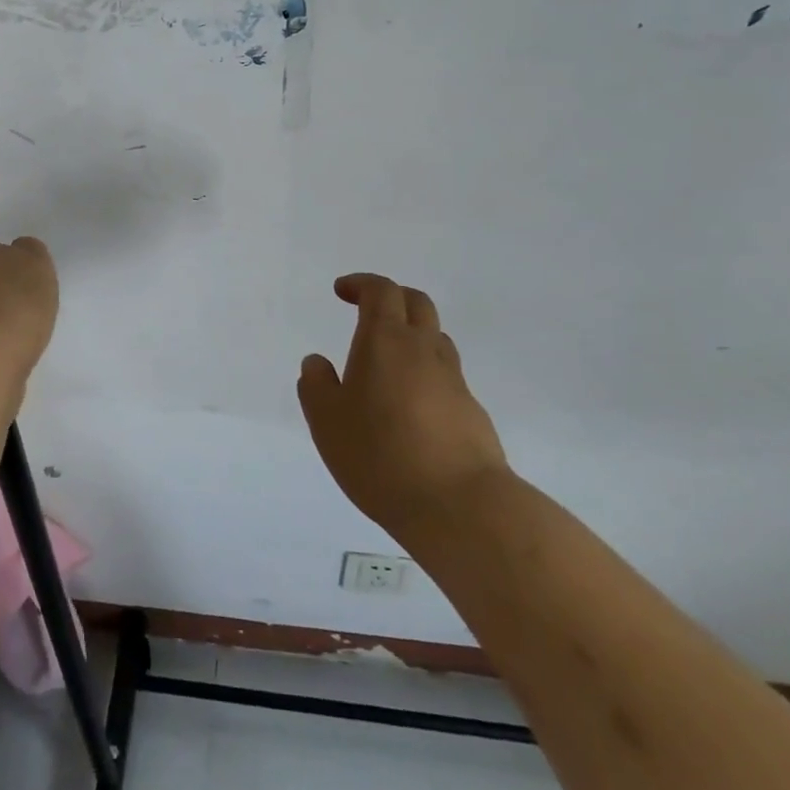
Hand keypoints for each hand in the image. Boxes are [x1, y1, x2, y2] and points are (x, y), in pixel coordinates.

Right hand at [297, 274, 510, 543]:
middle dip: (392, 298)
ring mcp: (454, 380)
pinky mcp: (472, 412)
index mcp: (386, 340)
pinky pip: (446, 378)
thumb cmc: (381, 455)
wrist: (461, 506)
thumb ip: (317, 386)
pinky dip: (426, 376)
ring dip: (412, 335)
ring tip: (388, 362)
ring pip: (435, 339)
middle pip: (416, 303)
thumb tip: (317, 363)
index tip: (342, 291)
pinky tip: (411, 409)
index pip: (381, 291)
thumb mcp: (328, 422)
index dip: (361, 284)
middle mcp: (424, 350)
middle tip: (369, 311)